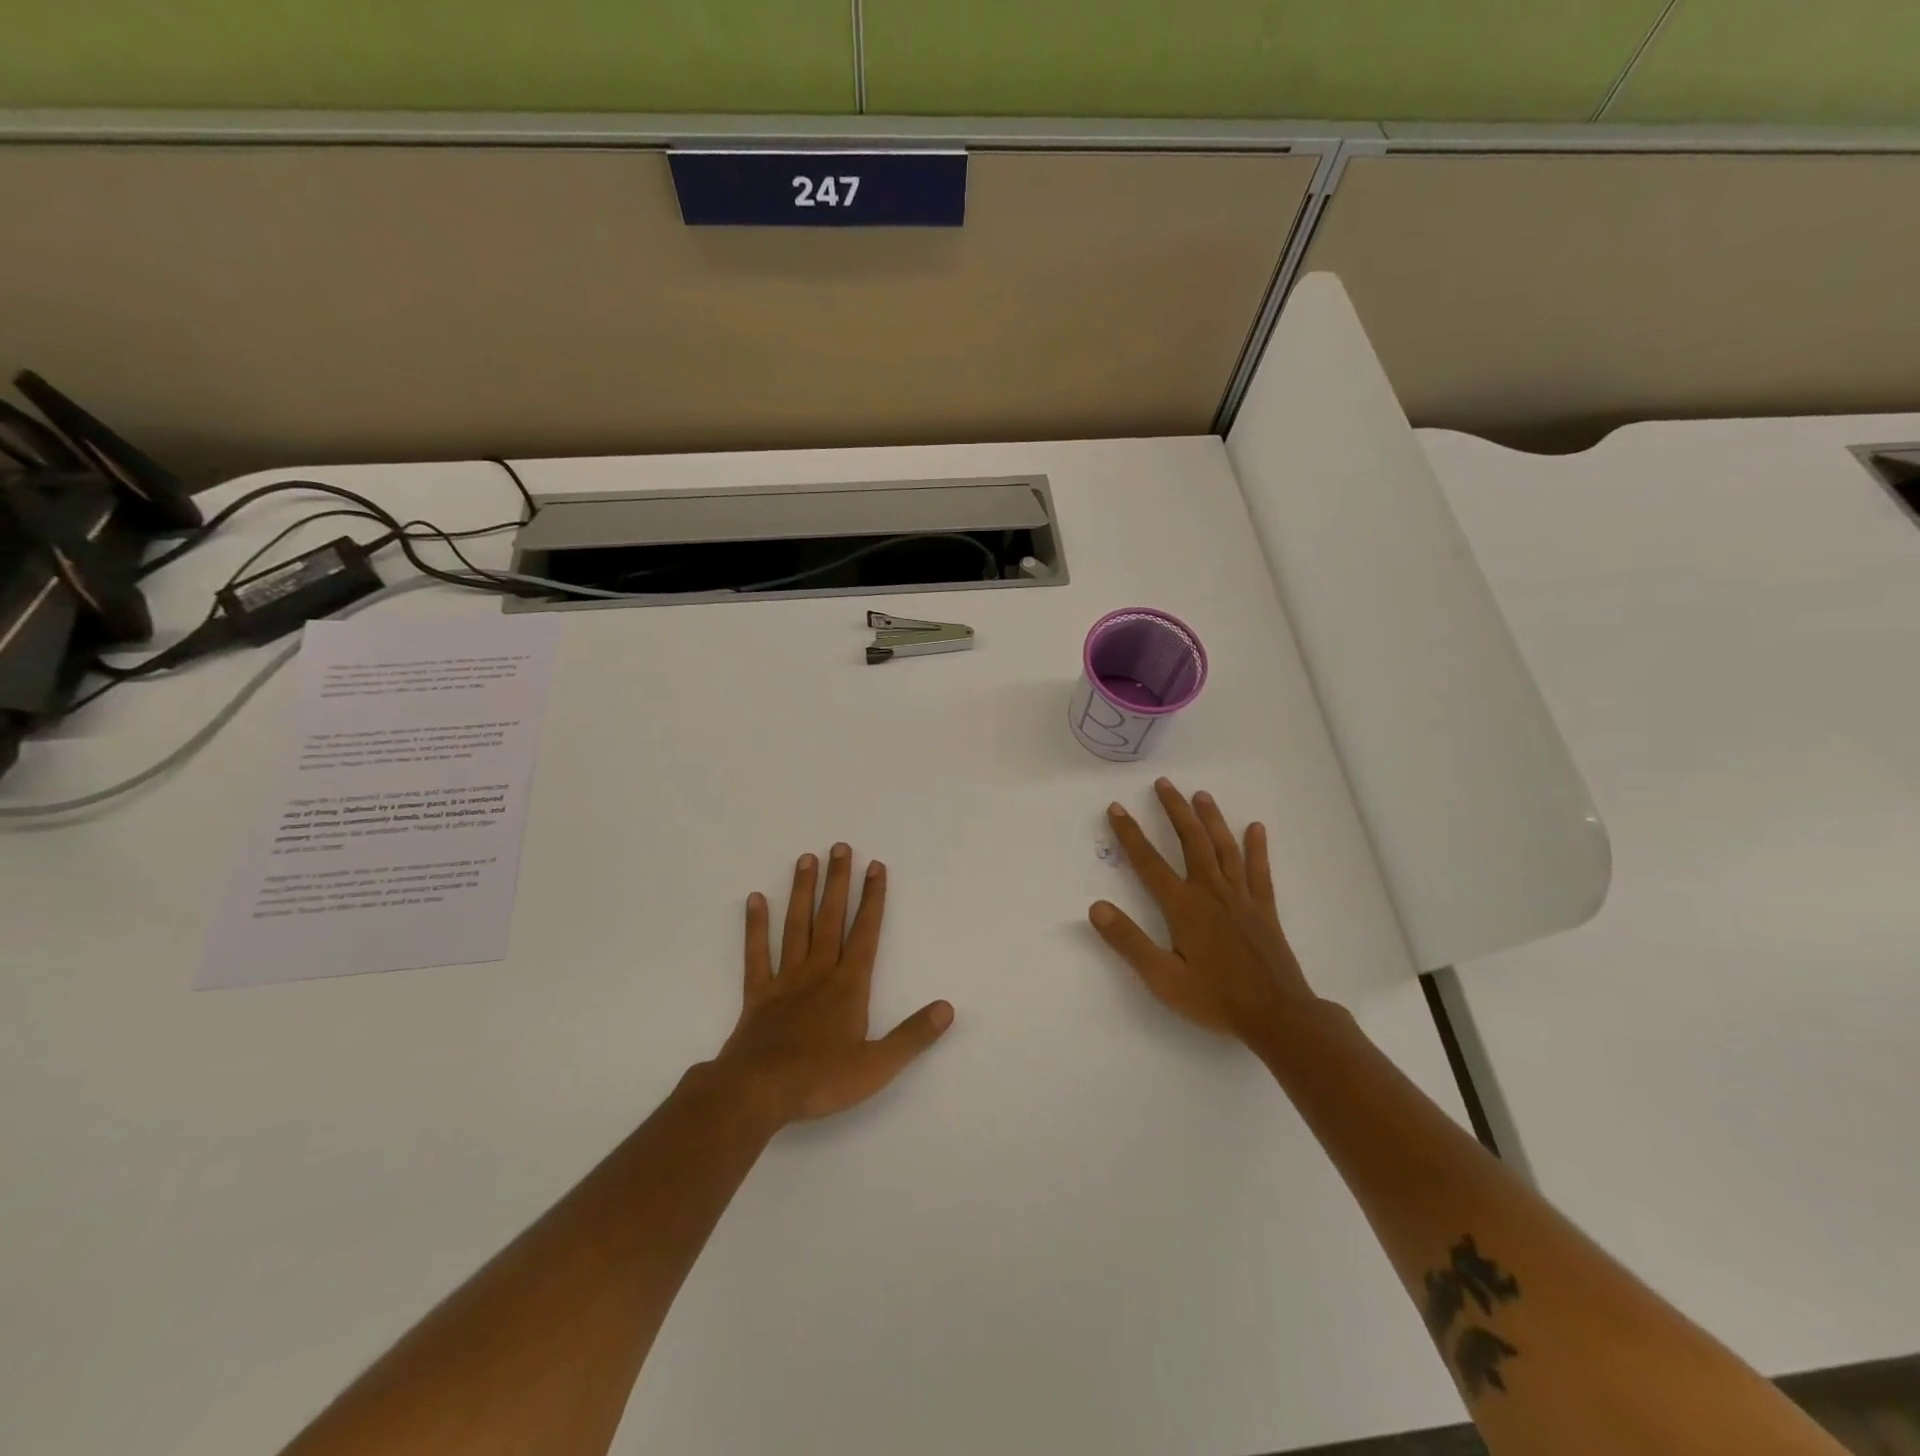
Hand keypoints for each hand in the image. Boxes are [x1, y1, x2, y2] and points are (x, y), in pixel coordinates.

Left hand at [713, 843, 953, 1127]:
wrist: (757, 1093)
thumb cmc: (820, 1080)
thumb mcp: (877, 1066)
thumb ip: (912, 1036)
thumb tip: (947, 1008)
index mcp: (848, 987)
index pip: (866, 933)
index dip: (873, 899)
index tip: (876, 866)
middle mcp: (818, 973)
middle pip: (830, 919)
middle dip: (838, 882)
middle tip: (840, 846)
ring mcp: (785, 980)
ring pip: (796, 927)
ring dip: (802, 892)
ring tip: (806, 859)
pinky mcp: (757, 995)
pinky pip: (756, 954)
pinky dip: (755, 927)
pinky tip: (755, 899)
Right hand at [1090, 778, 1322, 1044]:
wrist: (1278, 1017)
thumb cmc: (1215, 1000)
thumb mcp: (1163, 978)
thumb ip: (1128, 942)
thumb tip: (1096, 908)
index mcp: (1184, 907)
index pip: (1149, 862)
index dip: (1130, 834)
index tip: (1116, 808)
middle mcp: (1211, 892)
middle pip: (1190, 841)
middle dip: (1174, 810)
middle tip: (1163, 783)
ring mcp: (1241, 898)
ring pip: (1224, 847)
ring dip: (1210, 819)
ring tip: (1200, 795)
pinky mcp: (1264, 909)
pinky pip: (1259, 870)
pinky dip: (1257, 847)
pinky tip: (1255, 828)